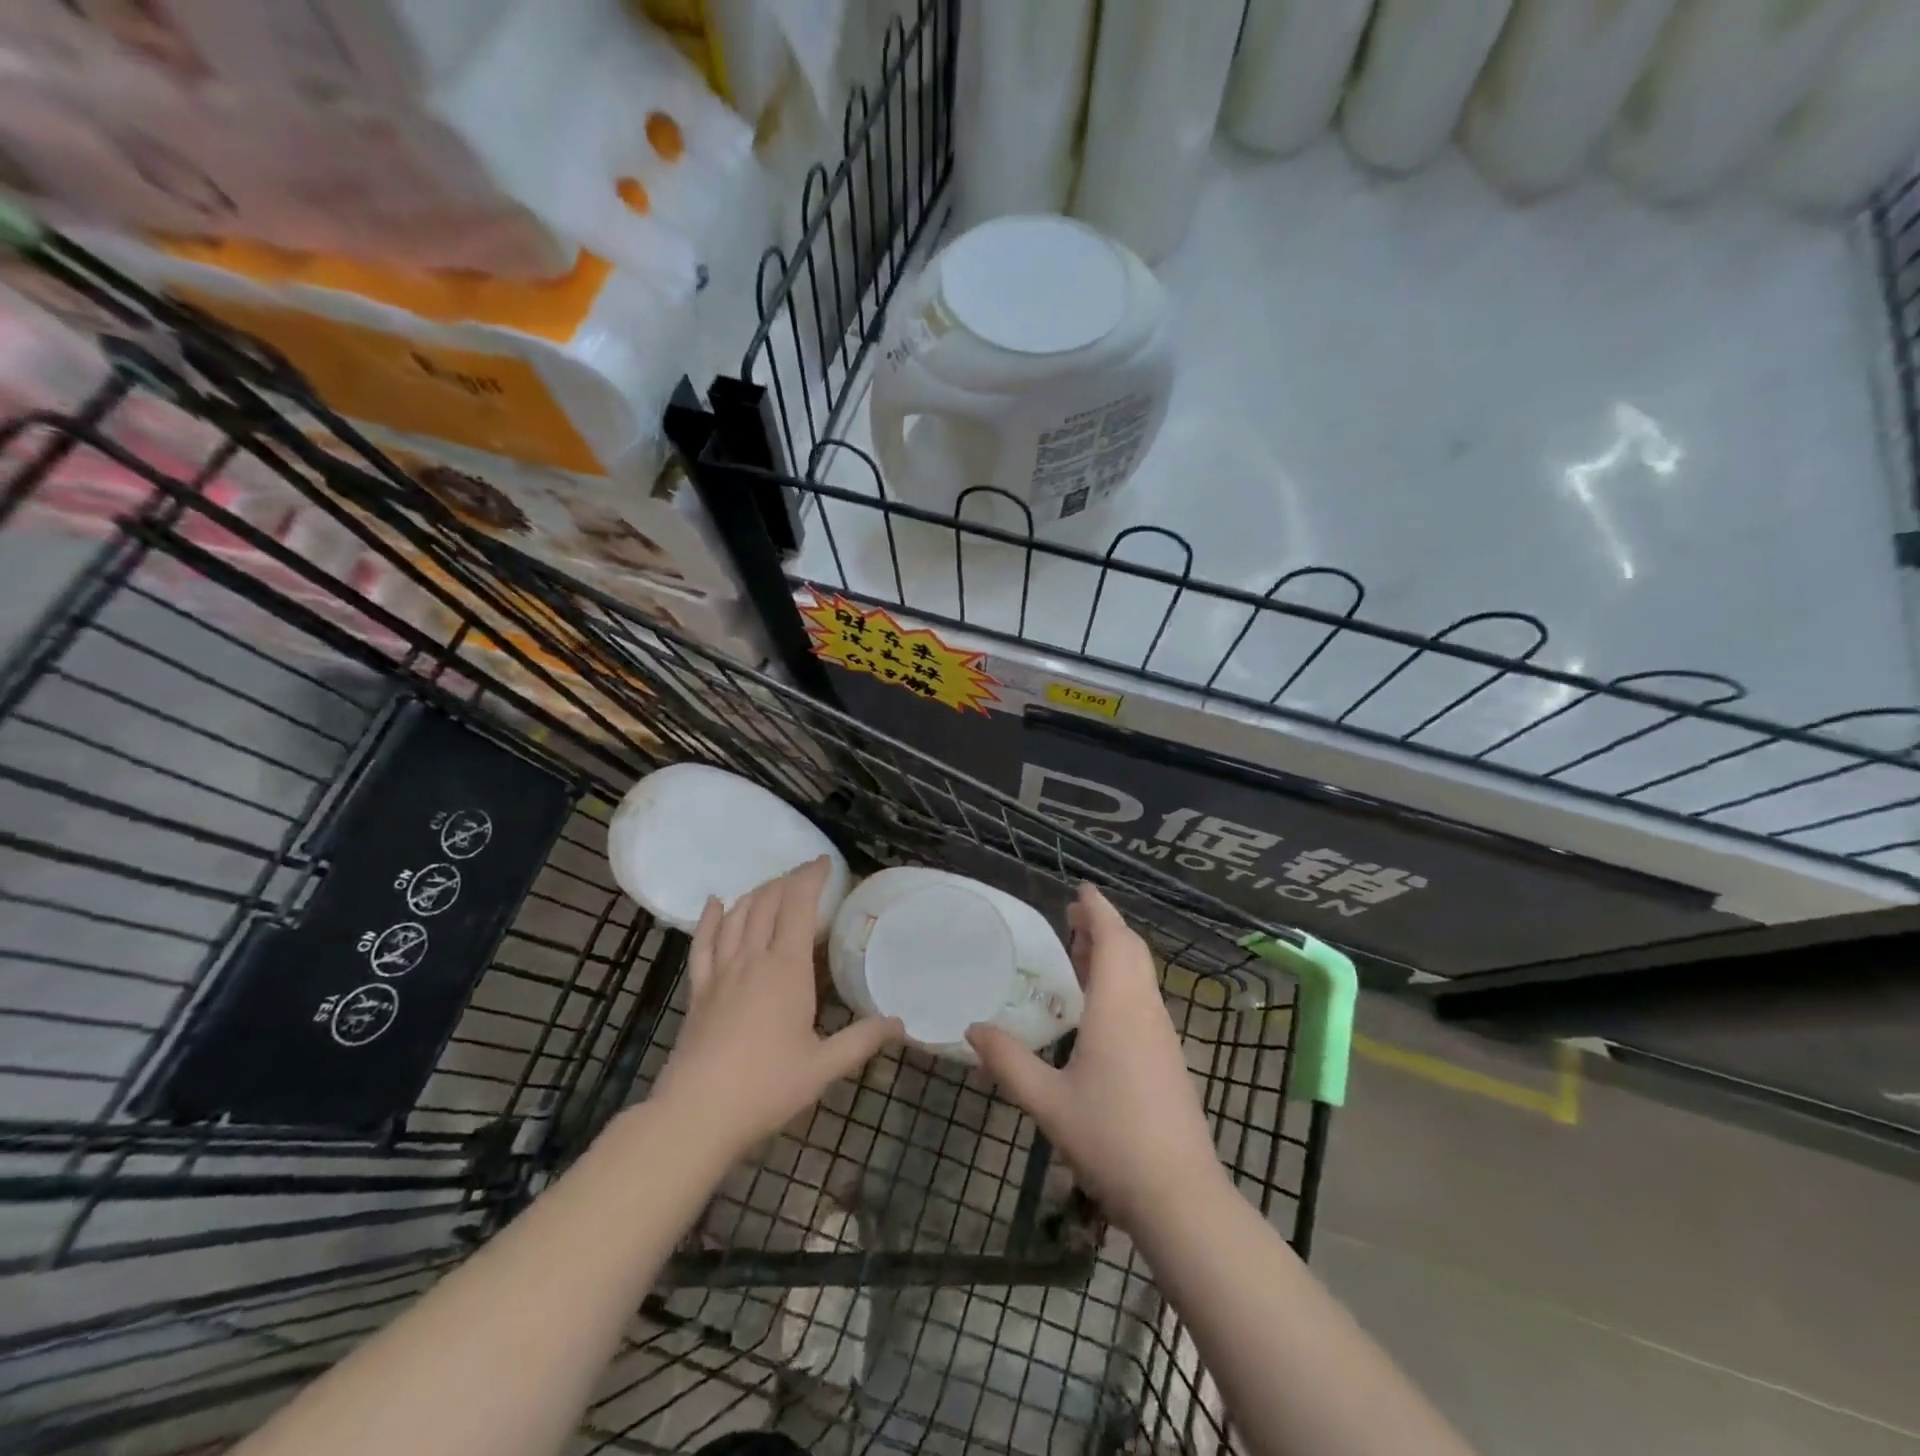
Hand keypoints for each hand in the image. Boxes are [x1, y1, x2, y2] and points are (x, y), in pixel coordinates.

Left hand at [651, 859, 901, 1159]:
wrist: (697, 1114)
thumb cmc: (766, 1088)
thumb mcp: (823, 1067)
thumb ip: (862, 1041)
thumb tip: (900, 1023)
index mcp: (787, 969)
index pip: (799, 906)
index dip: (811, 878)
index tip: (824, 863)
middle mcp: (753, 959)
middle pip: (767, 903)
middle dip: (787, 881)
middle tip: (805, 874)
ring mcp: (721, 972)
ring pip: (737, 916)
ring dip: (756, 894)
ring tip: (772, 886)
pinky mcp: (698, 990)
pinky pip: (703, 943)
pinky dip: (711, 918)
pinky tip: (716, 903)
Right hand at [966, 884, 1226, 1233]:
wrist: (1179, 1195)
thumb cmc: (1111, 1138)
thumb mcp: (1048, 1101)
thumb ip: (1008, 1062)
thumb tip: (972, 1029)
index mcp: (1119, 1007)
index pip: (1113, 939)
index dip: (1098, 909)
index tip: (1080, 888)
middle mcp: (1145, 1010)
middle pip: (1131, 950)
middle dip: (1104, 926)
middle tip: (1070, 917)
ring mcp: (1161, 1033)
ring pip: (1140, 974)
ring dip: (1114, 953)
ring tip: (1080, 951)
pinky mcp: (1167, 1056)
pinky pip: (1143, 997)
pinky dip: (1121, 980)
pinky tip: (1098, 1004)